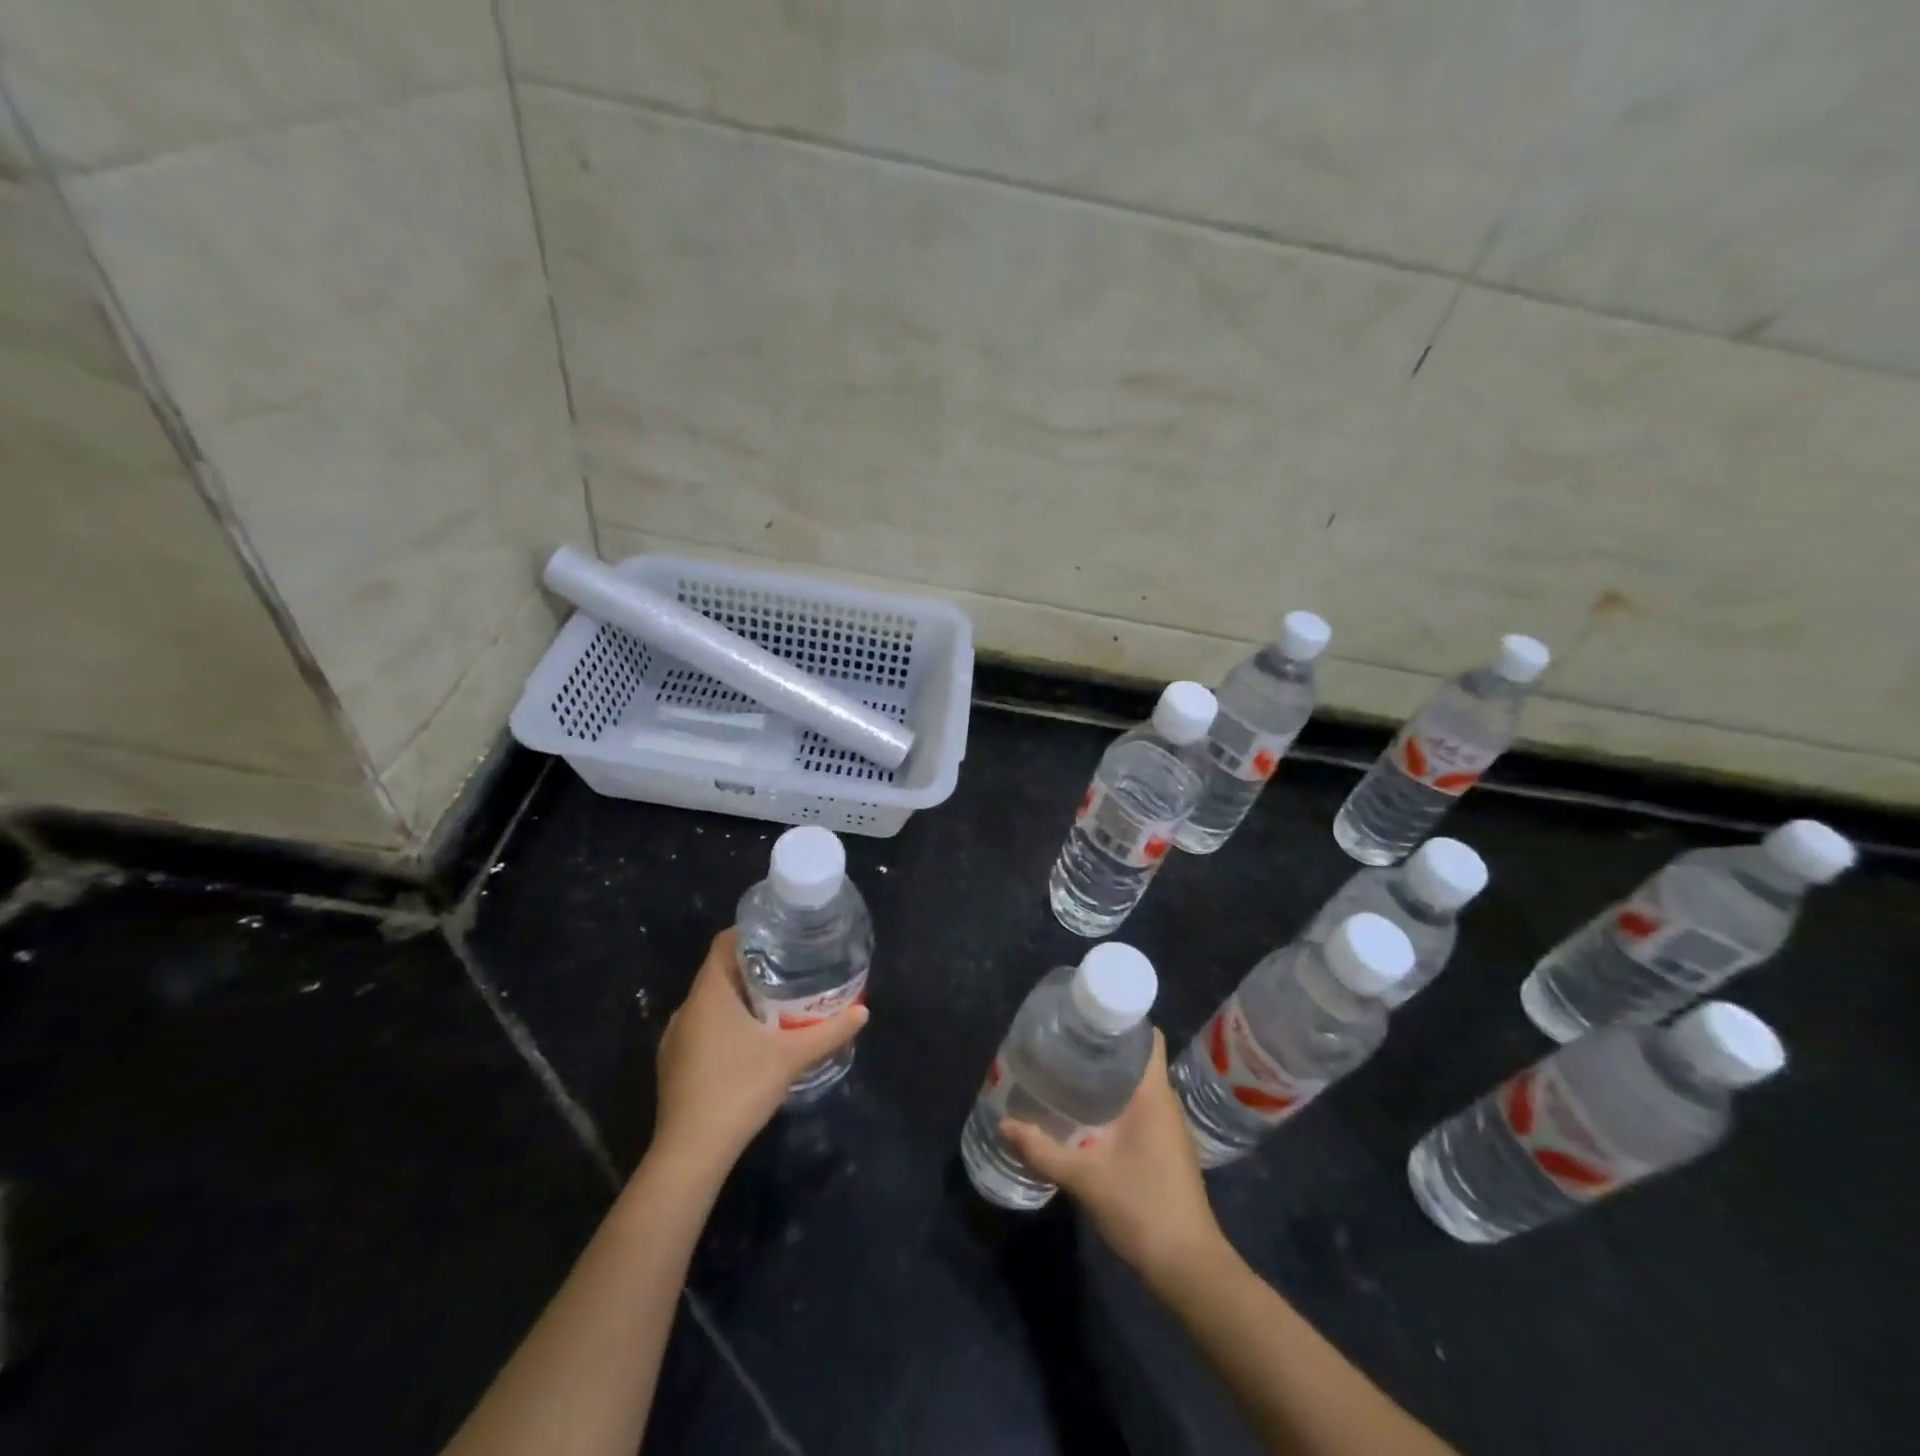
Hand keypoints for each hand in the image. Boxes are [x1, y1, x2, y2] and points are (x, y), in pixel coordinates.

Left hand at [652, 928, 868, 1170]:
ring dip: (740, 999)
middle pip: (721, 973)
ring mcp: (676, 1039)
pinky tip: (751, 1044)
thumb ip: (828, 1032)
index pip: (724, 943)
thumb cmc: (738, 1089)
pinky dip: (727, 1025)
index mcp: (709, 994)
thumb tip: (864, 1012)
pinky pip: (703, 1029)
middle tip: (791, 969)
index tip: (782, 935)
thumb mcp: (791, 1057)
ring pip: (711, 1003)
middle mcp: (687, 1009)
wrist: (690, 1154)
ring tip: (777, 1004)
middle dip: (754, 968)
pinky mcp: (674, 1065)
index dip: (751, 932)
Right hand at [1001, 1030, 1225, 1286]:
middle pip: (1136, 1059)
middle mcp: (1164, 1104)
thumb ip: (1043, 1151)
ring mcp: (1166, 1128)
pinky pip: (1137, 1109)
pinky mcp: (1162, 1150)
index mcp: (1154, 1095)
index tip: (1085, 1016)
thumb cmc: (1143, 1209)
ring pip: (1136, 1086)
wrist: (1188, 1268)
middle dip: (1103, 1048)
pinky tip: (1084, 1112)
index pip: (1147, 1038)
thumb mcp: (1085, 1178)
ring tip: (1066, 1069)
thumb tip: (1004, 1124)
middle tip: (1063, 1041)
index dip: (1122, 1020)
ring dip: (1107, 1077)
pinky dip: (1113, 1102)